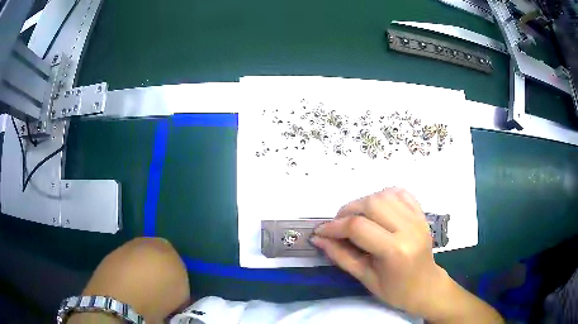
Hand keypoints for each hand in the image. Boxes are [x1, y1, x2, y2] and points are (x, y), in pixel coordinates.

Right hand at [312, 188, 502, 322]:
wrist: (426, 287)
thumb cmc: (395, 291)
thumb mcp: (365, 278)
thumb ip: (341, 256)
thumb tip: (319, 239)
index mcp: (395, 251)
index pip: (358, 227)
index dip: (334, 227)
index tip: (320, 231)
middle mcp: (409, 229)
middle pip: (372, 203)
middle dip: (348, 210)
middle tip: (338, 225)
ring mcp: (418, 219)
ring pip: (385, 194)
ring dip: (364, 202)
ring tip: (356, 217)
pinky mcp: (421, 214)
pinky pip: (401, 193)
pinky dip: (384, 196)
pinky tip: (377, 209)